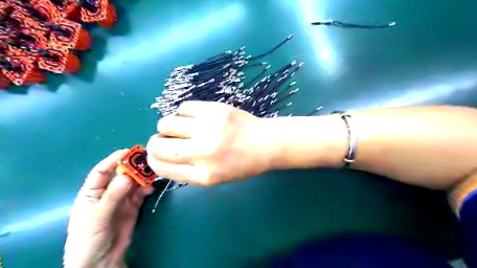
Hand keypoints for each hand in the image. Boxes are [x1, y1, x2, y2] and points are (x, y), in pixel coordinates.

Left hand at [64, 151, 151, 267]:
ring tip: (152, 172)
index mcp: (91, 193)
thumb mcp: (97, 217)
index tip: (128, 151)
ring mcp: (121, 200)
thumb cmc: (88, 239)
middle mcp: (107, 193)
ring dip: (142, 178)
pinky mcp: (133, 207)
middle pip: (121, 175)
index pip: (102, 172)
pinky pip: (140, 194)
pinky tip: (151, 187)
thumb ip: (112, 197)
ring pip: (133, 183)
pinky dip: (146, 189)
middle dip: (133, 167)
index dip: (113, 160)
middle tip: (147, 160)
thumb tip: (127, 177)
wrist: (101, 262)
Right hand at [145, 101, 276, 185]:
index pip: (162, 167)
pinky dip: (184, 113)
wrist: (267, 144)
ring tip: (182, 127)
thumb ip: (188, 172)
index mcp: (204, 175)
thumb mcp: (216, 178)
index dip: (153, 160)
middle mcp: (203, 152)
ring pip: (166, 123)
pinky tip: (195, 118)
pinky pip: (184, 107)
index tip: (155, 155)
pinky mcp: (216, 109)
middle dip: (155, 143)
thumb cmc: (243, 164)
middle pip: (158, 145)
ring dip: (168, 126)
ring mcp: (210, 128)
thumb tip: (162, 158)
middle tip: (165, 139)